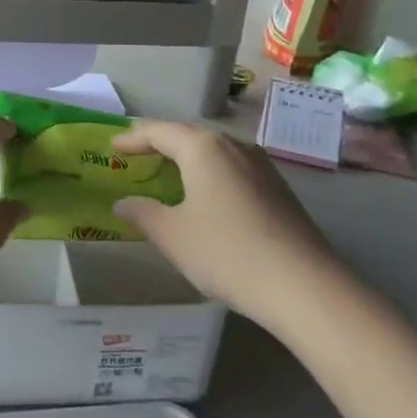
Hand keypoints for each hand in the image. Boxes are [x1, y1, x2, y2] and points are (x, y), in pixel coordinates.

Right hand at [109, 122, 338, 320]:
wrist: (303, 285)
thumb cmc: (227, 253)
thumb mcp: (173, 236)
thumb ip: (143, 214)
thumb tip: (122, 203)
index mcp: (203, 147)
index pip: (159, 131)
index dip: (133, 138)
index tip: (113, 146)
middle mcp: (233, 145)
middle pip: (188, 136)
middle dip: (161, 144)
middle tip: (137, 156)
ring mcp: (260, 165)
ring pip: (214, 152)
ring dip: (188, 159)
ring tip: (168, 174)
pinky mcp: (278, 188)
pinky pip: (233, 169)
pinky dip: (210, 174)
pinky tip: (206, 197)